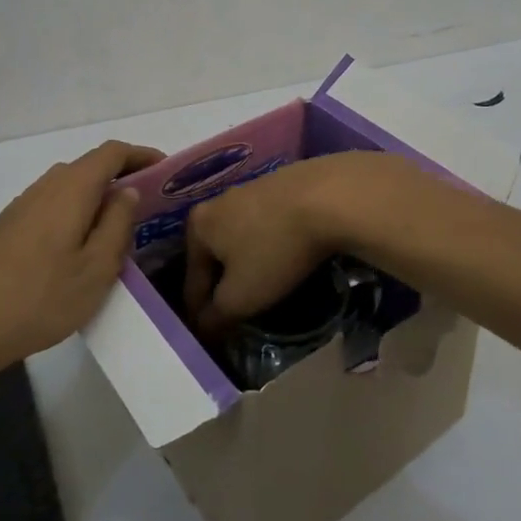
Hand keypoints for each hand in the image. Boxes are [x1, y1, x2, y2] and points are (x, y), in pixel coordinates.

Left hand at [0, 140, 162, 382]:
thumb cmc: (42, 298)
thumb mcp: (97, 268)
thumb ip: (118, 224)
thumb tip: (128, 192)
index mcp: (72, 189)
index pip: (112, 152)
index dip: (141, 155)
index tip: (166, 170)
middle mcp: (45, 186)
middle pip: (89, 166)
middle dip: (121, 176)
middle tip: (148, 202)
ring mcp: (21, 205)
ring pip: (68, 186)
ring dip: (96, 195)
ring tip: (116, 225)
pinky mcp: (6, 226)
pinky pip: (50, 204)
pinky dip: (74, 210)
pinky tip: (76, 244)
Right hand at [185, 151, 411, 330]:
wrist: (329, 196)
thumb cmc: (275, 249)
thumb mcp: (241, 296)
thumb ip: (216, 316)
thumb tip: (203, 327)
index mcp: (197, 226)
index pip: (192, 283)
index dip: (200, 315)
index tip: (210, 337)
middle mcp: (218, 201)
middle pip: (216, 256)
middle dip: (224, 284)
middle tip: (237, 311)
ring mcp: (251, 188)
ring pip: (242, 237)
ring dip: (248, 261)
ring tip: (265, 284)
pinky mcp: (281, 184)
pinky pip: (268, 224)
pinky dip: (271, 242)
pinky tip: (286, 253)